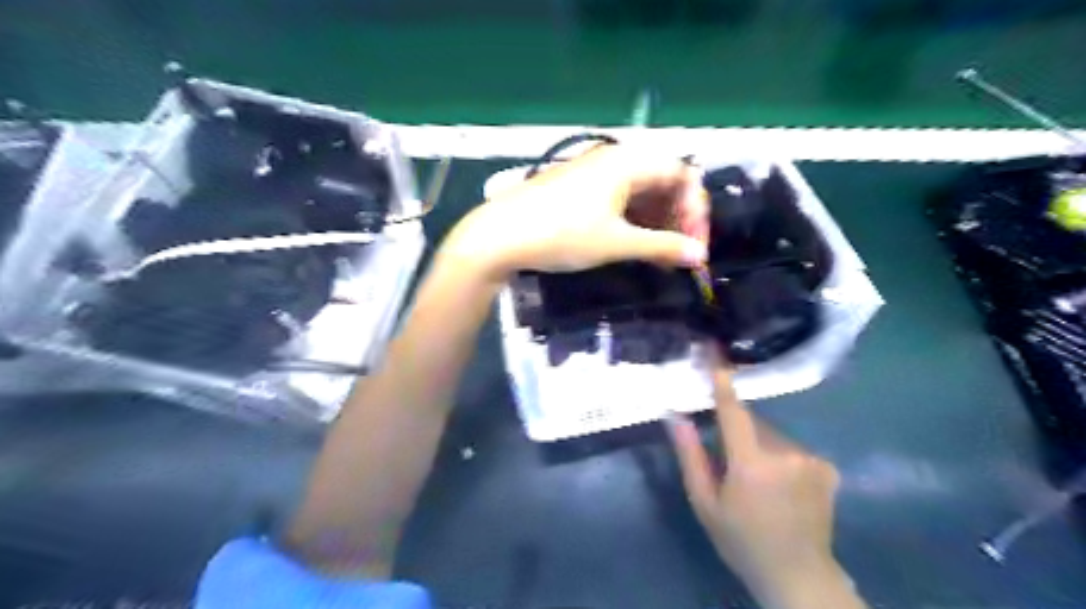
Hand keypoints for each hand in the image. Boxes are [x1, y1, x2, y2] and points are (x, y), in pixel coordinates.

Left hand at [443, 144, 710, 279]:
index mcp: (628, 162)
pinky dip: (633, 220)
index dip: (695, 209)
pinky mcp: (579, 188)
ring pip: (640, 191)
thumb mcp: (616, 243)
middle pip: (662, 181)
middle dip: (677, 217)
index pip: (682, 174)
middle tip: (678, 252)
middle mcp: (614, 159)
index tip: (694, 245)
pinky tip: (634, 245)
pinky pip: (619, 198)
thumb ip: (662, 247)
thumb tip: (699, 257)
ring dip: (656, 221)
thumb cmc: (562, 234)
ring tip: (659, 255)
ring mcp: (594, 173)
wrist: (500, 236)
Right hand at [661, 360, 866, 606]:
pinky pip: (790, 446)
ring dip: (759, 445)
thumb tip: (676, 416)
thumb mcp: (705, 502)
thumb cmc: (741, 540)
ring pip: (772, 434)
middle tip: (730, 464)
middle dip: (738, 433)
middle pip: (752, 423)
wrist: (798, 575)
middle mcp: (785, 452)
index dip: (721, 379)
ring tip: (757, 481)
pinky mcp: (825, 466)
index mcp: (751, 463)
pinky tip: (781, 485)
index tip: (713, 349)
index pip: (733, 410)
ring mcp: (810, 458)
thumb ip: (690, 455)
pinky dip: (780, 455)